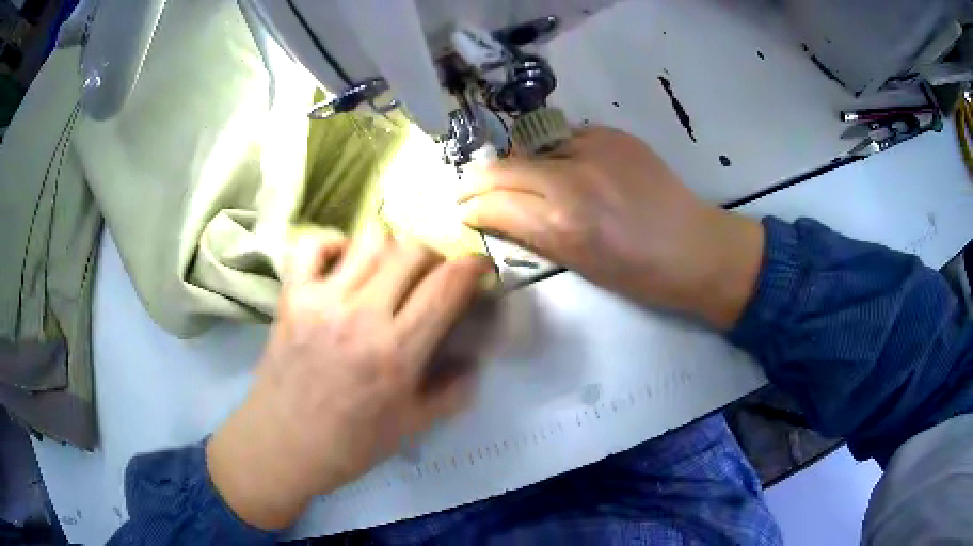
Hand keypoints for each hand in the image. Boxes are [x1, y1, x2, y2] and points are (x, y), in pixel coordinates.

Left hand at [207, 228, 492, 529]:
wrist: (283, 445)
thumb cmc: (350, 444)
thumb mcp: (412, 427)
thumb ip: (453, 392)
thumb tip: (474, 360)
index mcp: (397, 352)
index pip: (446, 286)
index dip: (473, 266)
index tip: (479, 266)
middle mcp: (361, 315)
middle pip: (412, 251)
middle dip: (434, 255)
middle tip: (431, 275)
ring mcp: (321, 300)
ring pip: (370, 239)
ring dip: (391, 248)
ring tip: (389, 270)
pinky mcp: (291, 296)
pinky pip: (313, 246)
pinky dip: (335, 244)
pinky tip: (344, 264)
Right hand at [458, 126, 763, 327]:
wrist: (694, 247)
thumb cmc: (638, 273)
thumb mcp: (578, 264)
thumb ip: (532, 234)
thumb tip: (495, 215)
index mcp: (562, 221)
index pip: (494, 201)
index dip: (471, 205)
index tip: (462, 209)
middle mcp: (571, 177)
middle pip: (504, 167)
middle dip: (479, 180)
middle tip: (470, 189)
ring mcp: (594, 149)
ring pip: (533, 148)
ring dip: (519, 165)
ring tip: (522, 180)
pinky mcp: (614, 134)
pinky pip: (567, 138)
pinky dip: (556, 153)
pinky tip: (565, 168)